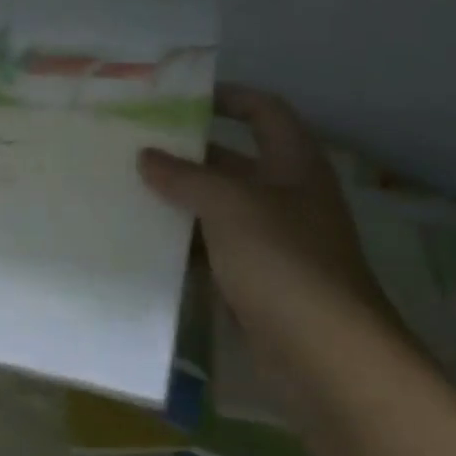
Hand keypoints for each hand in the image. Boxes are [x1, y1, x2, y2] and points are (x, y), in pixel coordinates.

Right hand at [139, 85, 392, 352]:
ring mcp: (272, 241)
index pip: (263, 111)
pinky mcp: (257, 281)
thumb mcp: (230, 205)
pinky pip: (215, 248)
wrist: (328, 359)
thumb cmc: (284, 262)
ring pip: (219, 206)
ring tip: (127, 186)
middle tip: (135, 144)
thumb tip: (146, 156)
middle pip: (233, 160)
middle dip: (188, 152)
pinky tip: (145, 239)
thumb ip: (186, 176)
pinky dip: (185, 242)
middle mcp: (286, 195)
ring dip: (181, 198)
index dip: (228, 96)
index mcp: (294, 164)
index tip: (181, 96)